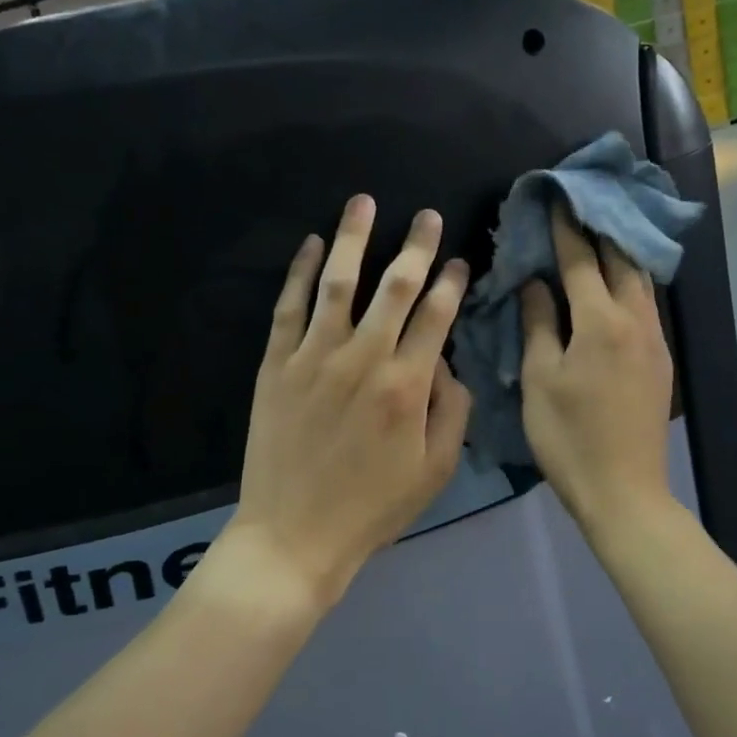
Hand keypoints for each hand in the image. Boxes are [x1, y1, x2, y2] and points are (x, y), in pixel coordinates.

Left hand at [225, 195, 472, 613]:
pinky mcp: (276, 365)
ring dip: (355, 239)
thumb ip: (453, 411)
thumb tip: (447, 363)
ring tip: (365, 201)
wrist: (295, 535)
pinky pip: (289, 308)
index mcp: (407, 386)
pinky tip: (312, 245)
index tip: (461, 260)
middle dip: (416, 246)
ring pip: (339, 284)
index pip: (436, 317)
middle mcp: (364, 359)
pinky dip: (300, 272)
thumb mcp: (435, 470)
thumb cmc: (372, 508)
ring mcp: (314, 358)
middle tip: (428, 215)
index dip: (452, 283)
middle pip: (396, 287)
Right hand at [520, 205, 675, 532]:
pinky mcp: (662, 361)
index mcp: (601, 322)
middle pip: (622, 260)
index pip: (582, 260)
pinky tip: (617, 285)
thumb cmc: (568, 436)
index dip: (566, 227)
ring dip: (620, 254)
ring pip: (641, 281)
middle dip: (601, 229)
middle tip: (581, 205)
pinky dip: (630, 283)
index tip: (557, 197)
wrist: (623, 490)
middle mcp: (636, 321)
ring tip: (599, 235)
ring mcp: (655, 341)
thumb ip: (539, 324)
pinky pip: (647, 306)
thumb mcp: (539, 379)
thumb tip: (536, 283)